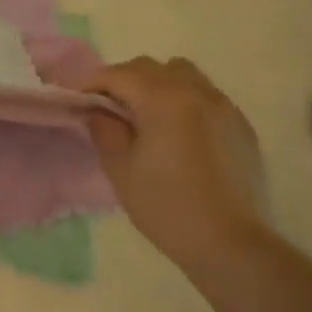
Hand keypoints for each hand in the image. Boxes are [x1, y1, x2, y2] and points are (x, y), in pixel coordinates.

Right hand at [82, 57, 270, 269]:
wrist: (230, 243)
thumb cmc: (165, 206)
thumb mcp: (120, 168)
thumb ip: (104, 129)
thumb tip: (98, 110)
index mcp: (163, 99)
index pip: (118, 74)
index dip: (90, 82)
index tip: (71, 95)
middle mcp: (196, 92)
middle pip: (150, 68)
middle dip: (121, 80)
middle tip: (103, 106)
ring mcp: (223, 106)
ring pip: (182, 74)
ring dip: (155, 83)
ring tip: (142, 112)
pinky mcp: (240, 125)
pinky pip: (205, 95)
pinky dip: (182, 99)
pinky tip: (175, 130)